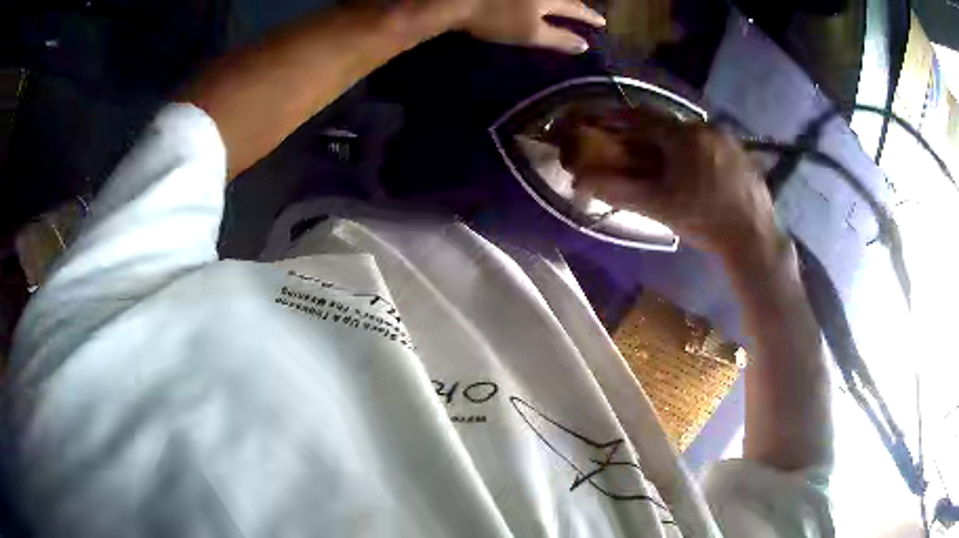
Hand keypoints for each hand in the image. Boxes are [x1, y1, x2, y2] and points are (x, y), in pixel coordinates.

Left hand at [455, 0, 605, 53]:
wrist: (457, 1)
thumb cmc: (495, 19)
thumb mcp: (530, 33)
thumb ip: (559, 39)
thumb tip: (584, 46)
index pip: (575, 9)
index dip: (589, 17)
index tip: (602, 22)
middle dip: (576, 5)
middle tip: (586, 10)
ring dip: (560, 0)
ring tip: (565, 5)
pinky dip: (541, 0)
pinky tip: (537, 3)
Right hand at [554, 106, 777, 256]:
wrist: (753, 237)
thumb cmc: (704, 220)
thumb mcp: (659, 207)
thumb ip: (620, 191)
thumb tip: (583, 181)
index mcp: (683, 136)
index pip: (642, 118)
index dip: (620, 119)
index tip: (604, 121)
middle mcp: (706, 128)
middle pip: (669, 126)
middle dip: (650, 136)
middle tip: (640, 152)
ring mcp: (728, 139)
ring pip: (692, 135)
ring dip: (676, 145)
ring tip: (671, 167)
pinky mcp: (742, 153)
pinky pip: (712, 144)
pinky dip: (698, 152)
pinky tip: (700, 175)